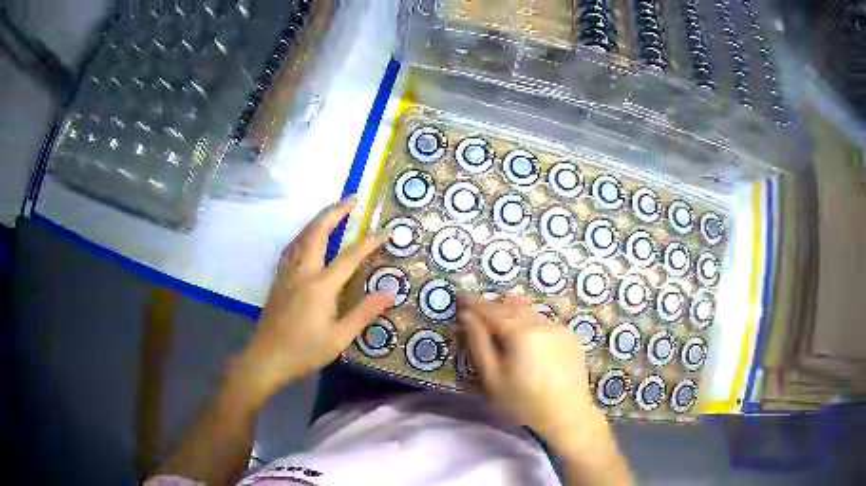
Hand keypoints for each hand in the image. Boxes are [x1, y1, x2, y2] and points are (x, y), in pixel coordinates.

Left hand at [232, 197, 392, 403]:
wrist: (267, 358)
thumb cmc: (304, 351)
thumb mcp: (339, 338)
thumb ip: (363, 313)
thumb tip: (389, 293)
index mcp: (320, 287)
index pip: (350, 257)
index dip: (370, 242)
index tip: (386, 231)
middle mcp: (302, 272)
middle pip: (317, 233)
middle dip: (334, 212)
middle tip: (351, 199)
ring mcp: (287, 274)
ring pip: (301, 237)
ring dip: (317, 220)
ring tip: (332, 212)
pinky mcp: (278, 280)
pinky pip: (291, 248)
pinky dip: (303, 235)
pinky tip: (306, 238)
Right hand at [458, 292, 601, 447]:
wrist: (567, 415)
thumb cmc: (523, 402)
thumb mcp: (492, 378)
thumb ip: (478, 343)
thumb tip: (467, 316)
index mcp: (521, 332)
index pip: (491, 311)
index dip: (474, 302)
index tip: (461, 293)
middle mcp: (542, 323)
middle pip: (511, 308)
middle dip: (492, 306)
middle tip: (475, 307)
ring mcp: (559, 328)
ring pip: (529, 312)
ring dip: (511, 312)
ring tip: (497, 317)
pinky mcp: (569, 336)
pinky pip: (543, 321)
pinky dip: (528, 321)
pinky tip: (524, 332)